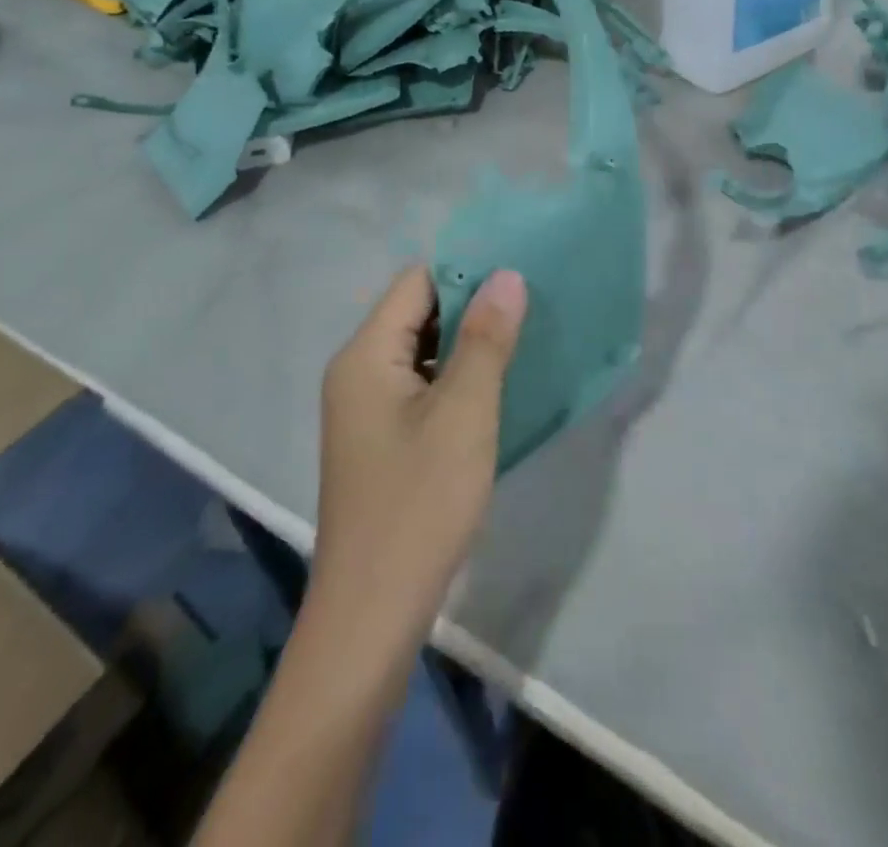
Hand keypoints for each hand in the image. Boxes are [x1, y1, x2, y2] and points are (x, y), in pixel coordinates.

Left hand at [310, 265, 526, 646]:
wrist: (372, 615)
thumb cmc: (419, 504)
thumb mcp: (464, 414)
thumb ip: (486, 339)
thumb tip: (507, 274)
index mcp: (365, 354)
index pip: (417, 282)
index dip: (467, 272)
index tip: (520, 277)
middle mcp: (357, 370)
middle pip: (417, 311)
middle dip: (472, 307)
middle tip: (530, 309)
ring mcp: (365, 407)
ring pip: (421, 350)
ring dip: (466, 344)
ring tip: (522, 342)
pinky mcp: (380, 437)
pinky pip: (420, 384)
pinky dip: (455, 378)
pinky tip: (494, 388)